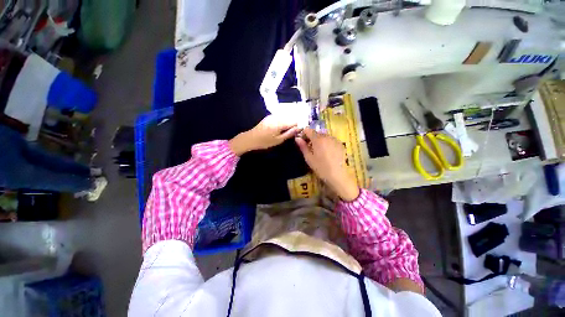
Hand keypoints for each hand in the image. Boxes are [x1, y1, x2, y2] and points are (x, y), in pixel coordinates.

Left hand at [229, 115, 299, 155]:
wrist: (251, 138)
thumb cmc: (265, 141)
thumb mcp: (279, 140)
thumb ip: (290, 133)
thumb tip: (300, 128)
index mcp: (280, 122)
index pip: (295, 121)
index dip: (298, 126)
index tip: (297, 132)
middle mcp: (277, 116)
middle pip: (291, 117)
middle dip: (293, 124)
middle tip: (291, 133)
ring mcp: (273, 115)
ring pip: (286, 116)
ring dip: (288, 122)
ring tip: (285, 131)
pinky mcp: (270, 116)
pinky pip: (280, 117)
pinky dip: (283, 121)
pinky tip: (280, 128)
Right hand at [295, 128, 359, 200]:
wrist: (338, 175)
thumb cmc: (321, 167)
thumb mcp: (309, 158)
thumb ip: (303, 146)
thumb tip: (297, 138)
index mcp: (318, 139)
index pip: (308, 130)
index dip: (303, 134)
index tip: (302, 141)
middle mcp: (327, 136)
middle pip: (316, 132)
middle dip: (311, 137)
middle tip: (309, 147)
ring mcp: (335, 139)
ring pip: (324, 136)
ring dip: (319, 140)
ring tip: (318, 151)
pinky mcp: (340, 144)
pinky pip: (331, 140)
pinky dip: (327, 143)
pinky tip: (327, 152)